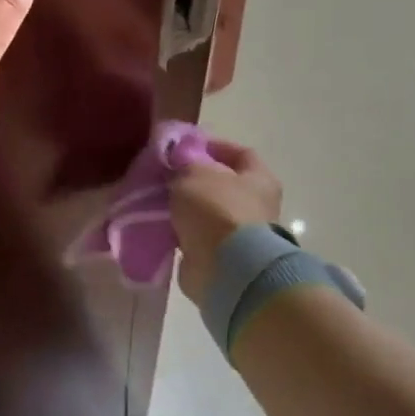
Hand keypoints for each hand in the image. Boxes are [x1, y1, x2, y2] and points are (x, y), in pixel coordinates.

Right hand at [172, 141, 283, 304]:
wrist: (226, 268)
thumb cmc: (216, 210)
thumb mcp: (194, 173)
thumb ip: (184, 163)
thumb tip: (179, 164)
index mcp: (259, 179)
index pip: (240, 153)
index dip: (213, 146)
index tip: (183, 148)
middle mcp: (255, 206)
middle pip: (221, 185)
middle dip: (192, 180)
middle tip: (164, 176)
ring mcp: (239, 235)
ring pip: (206, 213)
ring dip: (183, 208)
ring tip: (155, 202)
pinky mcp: (220, 257)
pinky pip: (195, 238)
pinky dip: (178, 233)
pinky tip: (157, 226)